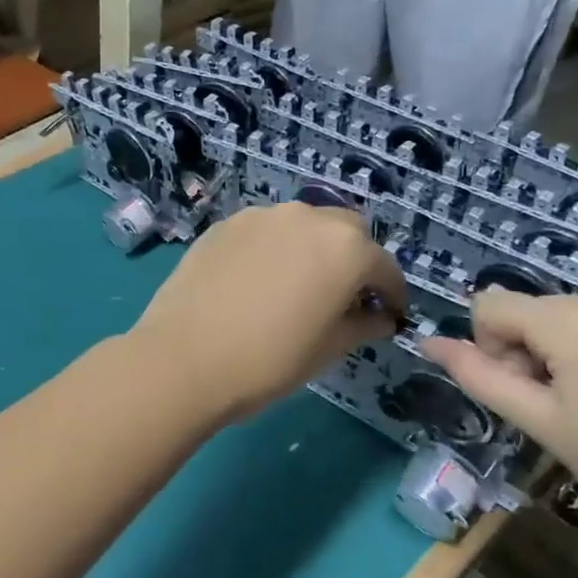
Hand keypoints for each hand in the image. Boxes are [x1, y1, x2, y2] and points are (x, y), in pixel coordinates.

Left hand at [130, 202, 405, 423]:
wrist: (184, 358)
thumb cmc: (269, 360)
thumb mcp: (329, 349)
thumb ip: (363, 325)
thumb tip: (380, 317)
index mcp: (344, 247)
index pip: (383, 266)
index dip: (392, 293)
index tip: (390, 314)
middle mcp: (306, 217)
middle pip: (346, 232)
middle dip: (354, 259)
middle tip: (345, 296)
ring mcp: (261, 216)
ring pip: (302, 224)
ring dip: (312, 248)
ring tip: (298, 284)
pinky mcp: (224, 224)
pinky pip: (264, 231)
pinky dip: (273, 248)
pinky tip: (258, 280)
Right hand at [422, 289, 577, 564]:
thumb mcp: (541, 424)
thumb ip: (478, 375)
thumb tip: (427, 341)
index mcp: (576, 320)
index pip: (492, 306)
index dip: (493, 350)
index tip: (530, 394)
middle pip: (535, 311)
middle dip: (533, 352)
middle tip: (567, 410)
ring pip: (573, 315)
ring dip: (569, 350)